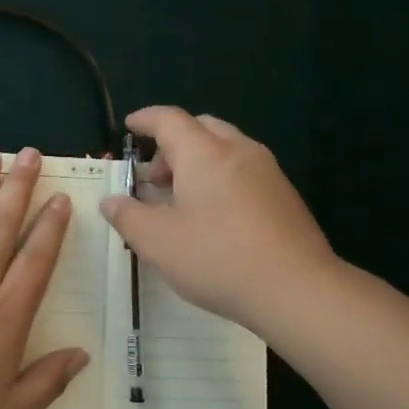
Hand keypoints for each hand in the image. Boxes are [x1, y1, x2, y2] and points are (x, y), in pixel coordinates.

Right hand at [101, 106, 338, 328]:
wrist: (297, 289)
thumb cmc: (217, 258)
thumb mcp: (157, 242)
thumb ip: (127, 216)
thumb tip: (111, 200)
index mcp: (204, 153)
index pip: (169, 119)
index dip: (145, 119)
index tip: (129, 126)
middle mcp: (238, 151)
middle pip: (201, 128)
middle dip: (172, 144)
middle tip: (154, 177)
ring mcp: (268, 172)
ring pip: (226, 149)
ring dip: (198, 162)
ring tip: (181, 200)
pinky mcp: (285, 196)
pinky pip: (244, 171)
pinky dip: (221, 178)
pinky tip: (214, 217)